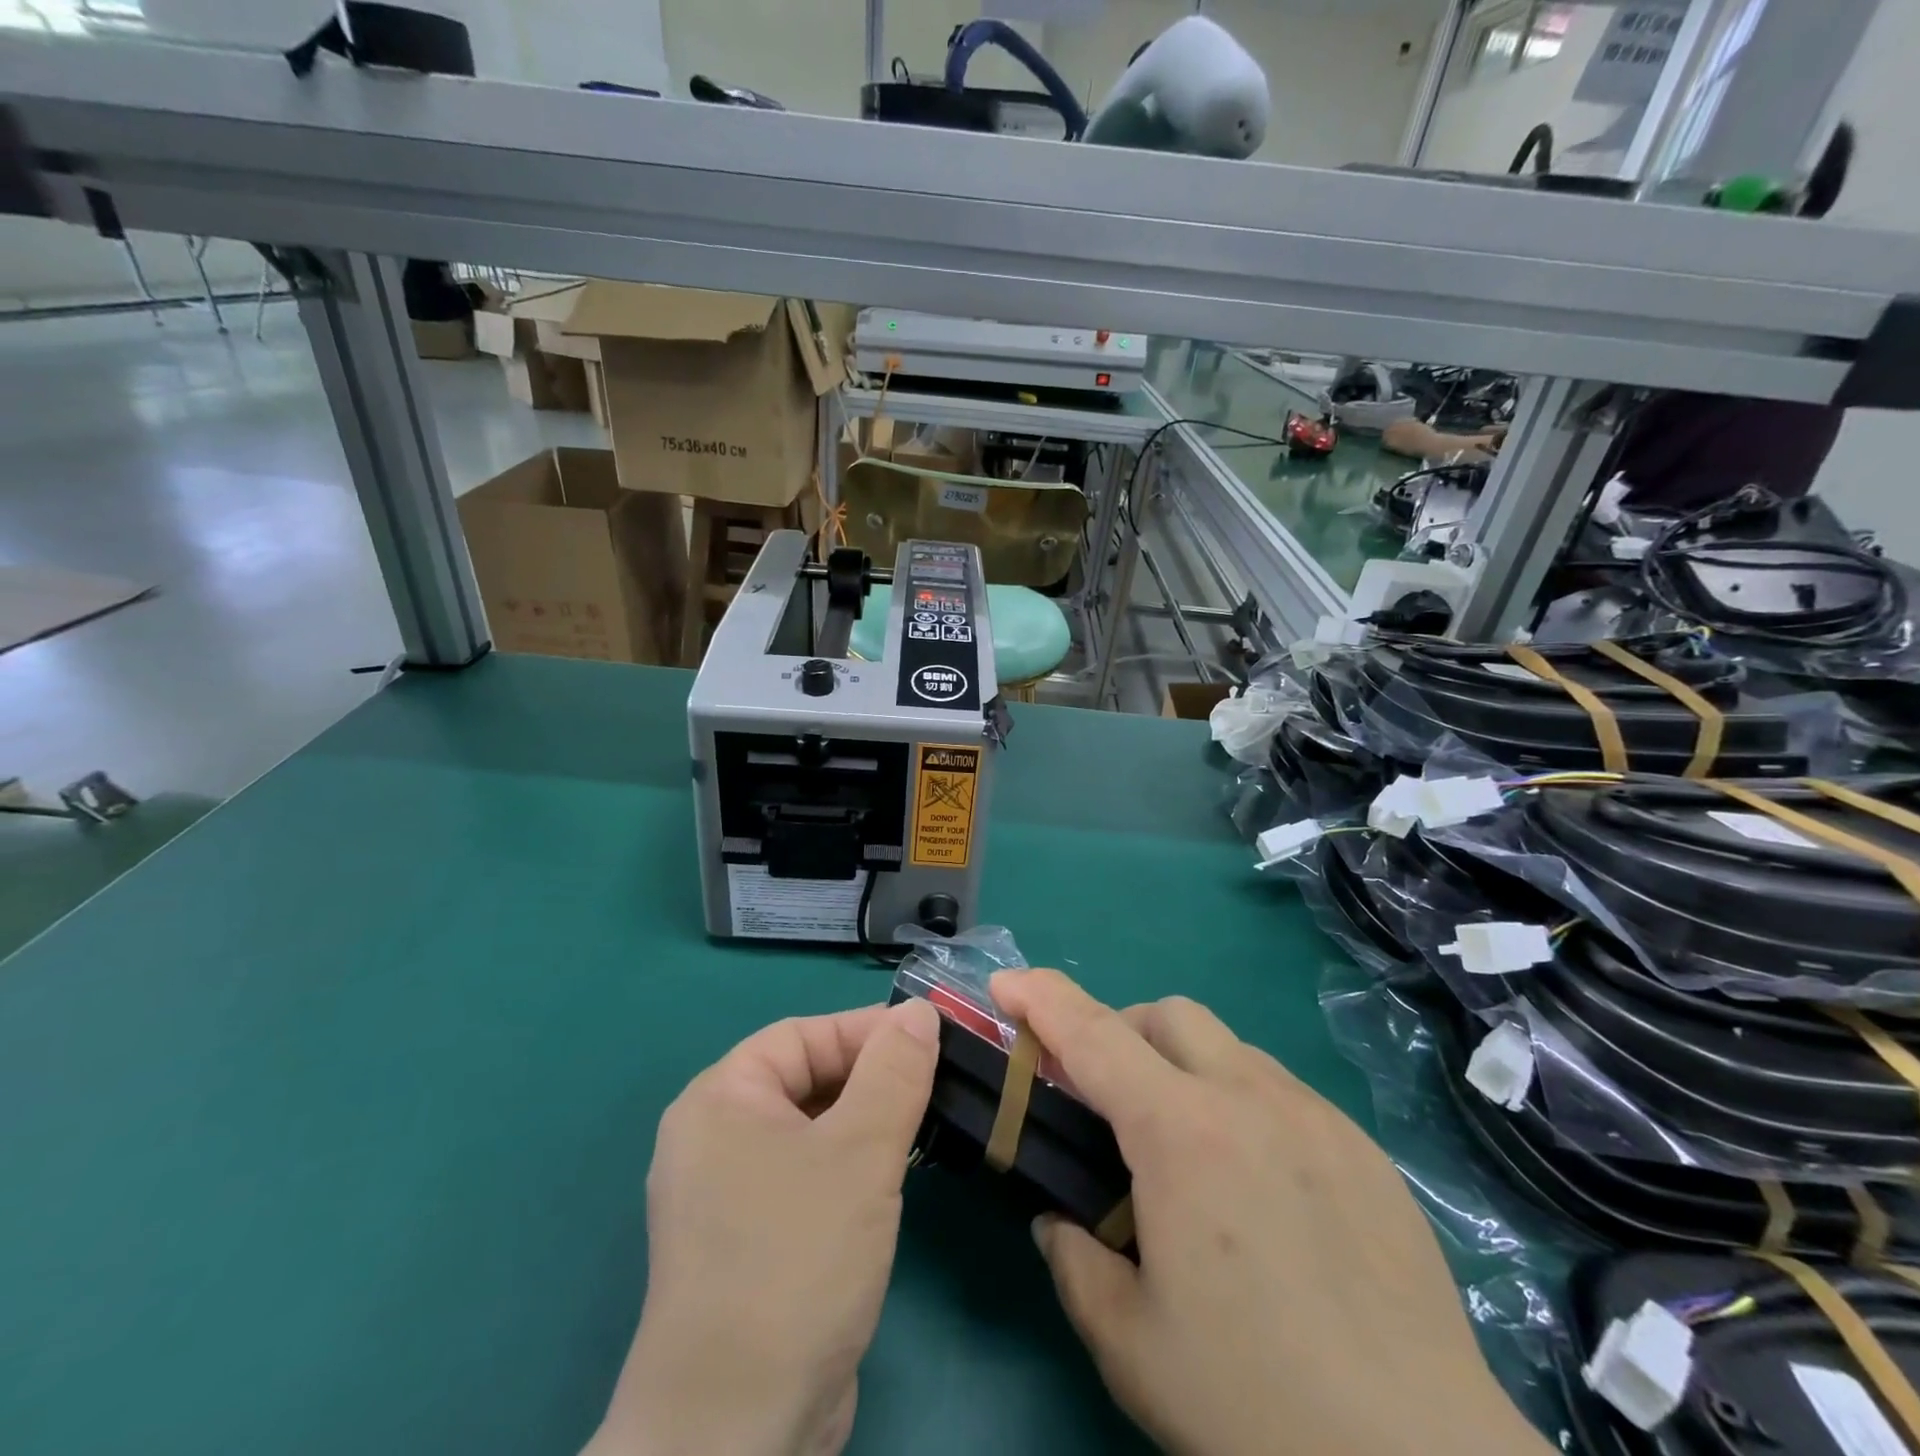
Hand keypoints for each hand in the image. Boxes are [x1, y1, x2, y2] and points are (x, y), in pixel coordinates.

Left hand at [586, 999, 941, 1455]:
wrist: (738, 1434)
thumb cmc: (796, 1259)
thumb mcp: (860, 1152)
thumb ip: (894, 1071)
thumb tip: (919, 1010)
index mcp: (721, 1099)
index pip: (803, 1036)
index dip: (867, 1030)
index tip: (932, 1037)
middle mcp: (715, 1137)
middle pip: (807, 1079)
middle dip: (872, 1077)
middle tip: (938, 1081)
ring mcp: (729, 1194)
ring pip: (812, 1129)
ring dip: (867, 1122)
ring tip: (926, 1121)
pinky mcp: (751, 1242)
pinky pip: (808, 1174)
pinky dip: (850, 1165)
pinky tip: (893, 1177)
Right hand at [992, 970, 1548, 1455]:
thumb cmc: (1258, 1407)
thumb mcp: (1131, 1344)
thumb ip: (1075, 1263)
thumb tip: (1062, 1221)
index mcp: (1181, 1134)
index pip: (1092, 1035)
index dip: (1041, 998)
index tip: (1006, 984)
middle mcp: (1248, 1098)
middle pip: (1166, 1015)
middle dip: (1120, 1033)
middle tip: (1104, 1097)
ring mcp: (1315, 1117)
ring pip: (1228, 1046)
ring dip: (1183, 1067)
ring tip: (1184, 1148)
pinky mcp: (1364, 1148)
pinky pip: (1281, 1091)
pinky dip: (1241, 1102)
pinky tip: (1256, 1185)